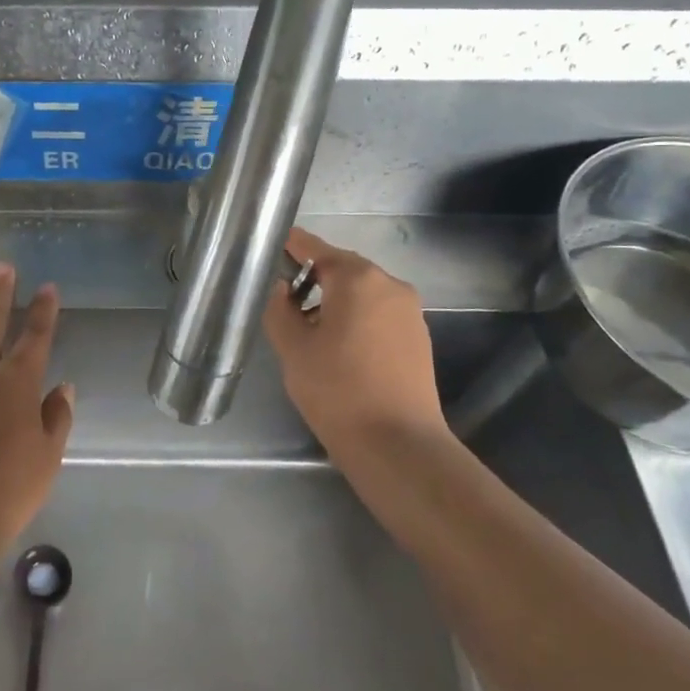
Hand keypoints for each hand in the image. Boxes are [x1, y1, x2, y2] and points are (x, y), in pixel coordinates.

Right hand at [263, 229, 455, 470]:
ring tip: (309, 329)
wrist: (398, 444)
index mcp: (357, 278)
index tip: (270, 245)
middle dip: (313, 277)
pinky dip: (357, 318)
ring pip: (363, 292)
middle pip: (343, 268)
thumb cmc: (337, 389)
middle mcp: (389, 284)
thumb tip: (281, 288)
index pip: (315, 248)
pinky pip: (379, 314)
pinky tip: (340, 348)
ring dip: (335, 300)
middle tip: (284, 299)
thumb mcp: (292, 348)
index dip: (291, 245)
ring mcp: (409, 311)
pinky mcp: (419, 338)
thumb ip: (279, 309)